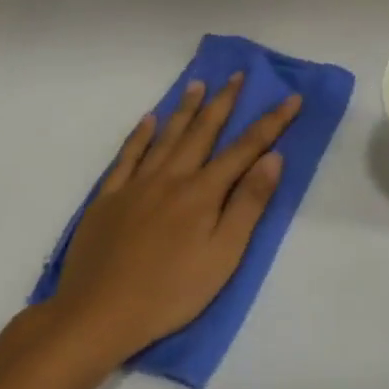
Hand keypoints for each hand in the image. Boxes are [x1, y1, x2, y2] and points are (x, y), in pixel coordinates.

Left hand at [43, 73, 300, 367]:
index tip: (291, 98)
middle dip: (224, 102)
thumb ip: (248, 204)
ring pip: (166, 137)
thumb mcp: (224, 256)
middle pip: (203, 132)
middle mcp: (171, 177)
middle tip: (238, 75)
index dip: (271, 122)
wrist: (97, 313)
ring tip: (198, 84)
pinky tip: (148, 120)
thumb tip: (273, 159)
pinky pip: (127, 156)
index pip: (245, 149)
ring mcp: (136, 185)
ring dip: (185, 109)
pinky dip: (139, 135)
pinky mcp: (108, 198)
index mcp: (203, 193)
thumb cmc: (171, 291)